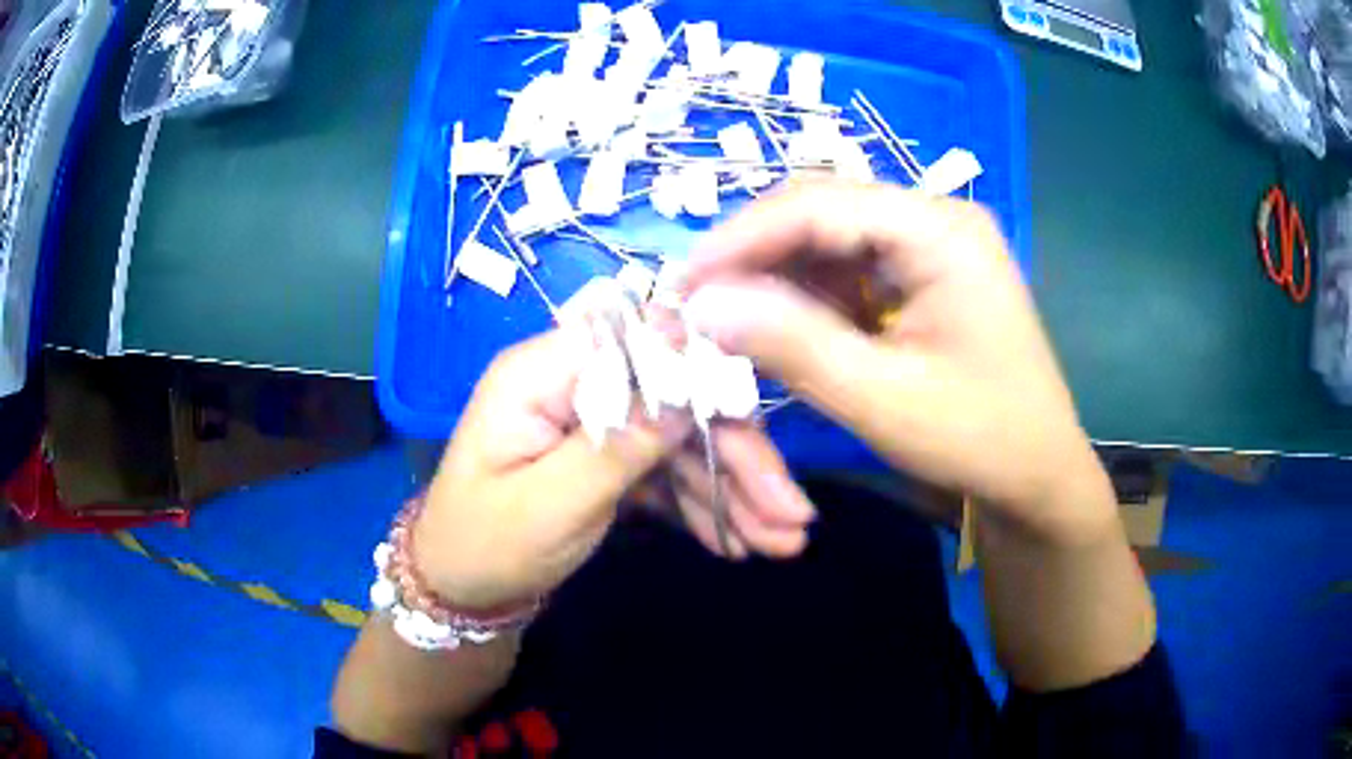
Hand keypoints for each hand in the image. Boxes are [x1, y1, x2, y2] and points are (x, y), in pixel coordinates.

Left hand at [412, 324, 818, 610]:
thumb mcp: (549, 505)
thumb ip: (618, 443)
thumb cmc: (486, 546)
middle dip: (737, 459)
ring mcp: (595, 423)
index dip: (708, 376)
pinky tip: (738, 542)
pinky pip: (666, 473)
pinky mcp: (607, 459)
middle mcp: (575, 385)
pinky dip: (703, 507)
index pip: (643, 347)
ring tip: (784, 542)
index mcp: (545, 373)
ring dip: (733, 492)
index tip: (765, 427)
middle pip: (674, 401)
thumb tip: (690, 388)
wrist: (458, 590)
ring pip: (681, 443)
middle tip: (793, 517)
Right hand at [682, 181, 1114, 541]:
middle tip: (699, 301)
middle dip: (756, 253)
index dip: (743, 236)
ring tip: (729, 316)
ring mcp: (932, 243)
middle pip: (825, 210)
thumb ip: (793, 345)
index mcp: (941, 230)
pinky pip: (851, 266)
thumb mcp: (882, 399)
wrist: (1037, 472)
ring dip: (778, 274)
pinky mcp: (924, 273)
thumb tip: (703, 305)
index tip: (684, 282)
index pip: (821, 204)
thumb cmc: (978, 438)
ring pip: (832, 236)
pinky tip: (781, 323)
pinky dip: (809, 293)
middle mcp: (936, 218)